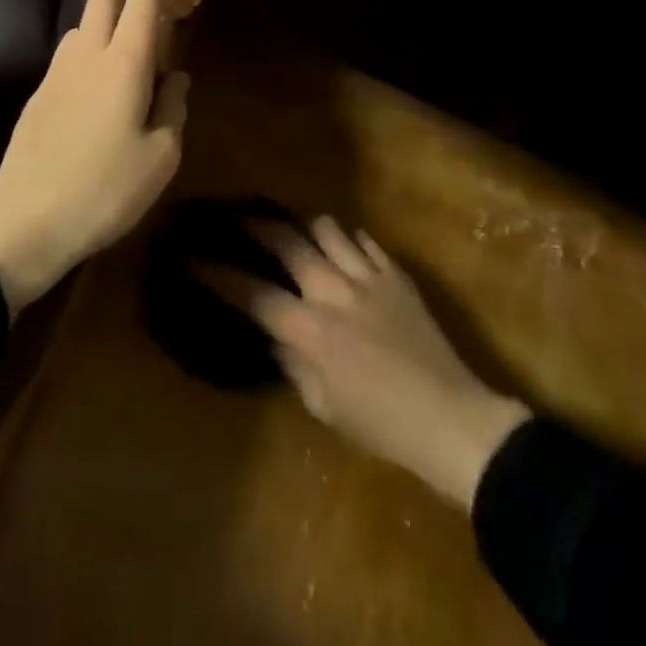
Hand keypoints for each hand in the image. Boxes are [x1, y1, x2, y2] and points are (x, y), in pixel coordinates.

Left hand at [0, 0, 198, 310]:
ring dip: (107, 35)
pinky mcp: (36, 96)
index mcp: (122, 63)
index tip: (184, 16)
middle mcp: (85, 56)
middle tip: (154, 47)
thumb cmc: (105, 191)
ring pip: (82, 28)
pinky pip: (67, 59)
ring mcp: (54, 74)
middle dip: (132, 10)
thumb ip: (174, 106)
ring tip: (125, 76)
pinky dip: (87, 62)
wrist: (26, 224)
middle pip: (105, 1)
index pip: (141, 2)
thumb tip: (175, 77)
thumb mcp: (161, 158)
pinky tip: (96, 103)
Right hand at [240, 217, 529, 511]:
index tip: (194, 258)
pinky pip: (365, 240)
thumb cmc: (382, 426)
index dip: (219, 275)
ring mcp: (368, 277)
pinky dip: (348, 239)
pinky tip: (344, 247)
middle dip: (259, 226)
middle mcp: (333, 292)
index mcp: (310, 331)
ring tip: (297, 229)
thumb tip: (279, 336)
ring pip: (328, 228)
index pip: (254, 293)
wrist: (450, 418)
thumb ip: (295, 365)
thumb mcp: (325, 407)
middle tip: (242, 218)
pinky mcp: (396, 274)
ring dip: (306, 226)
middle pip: (288, 242)